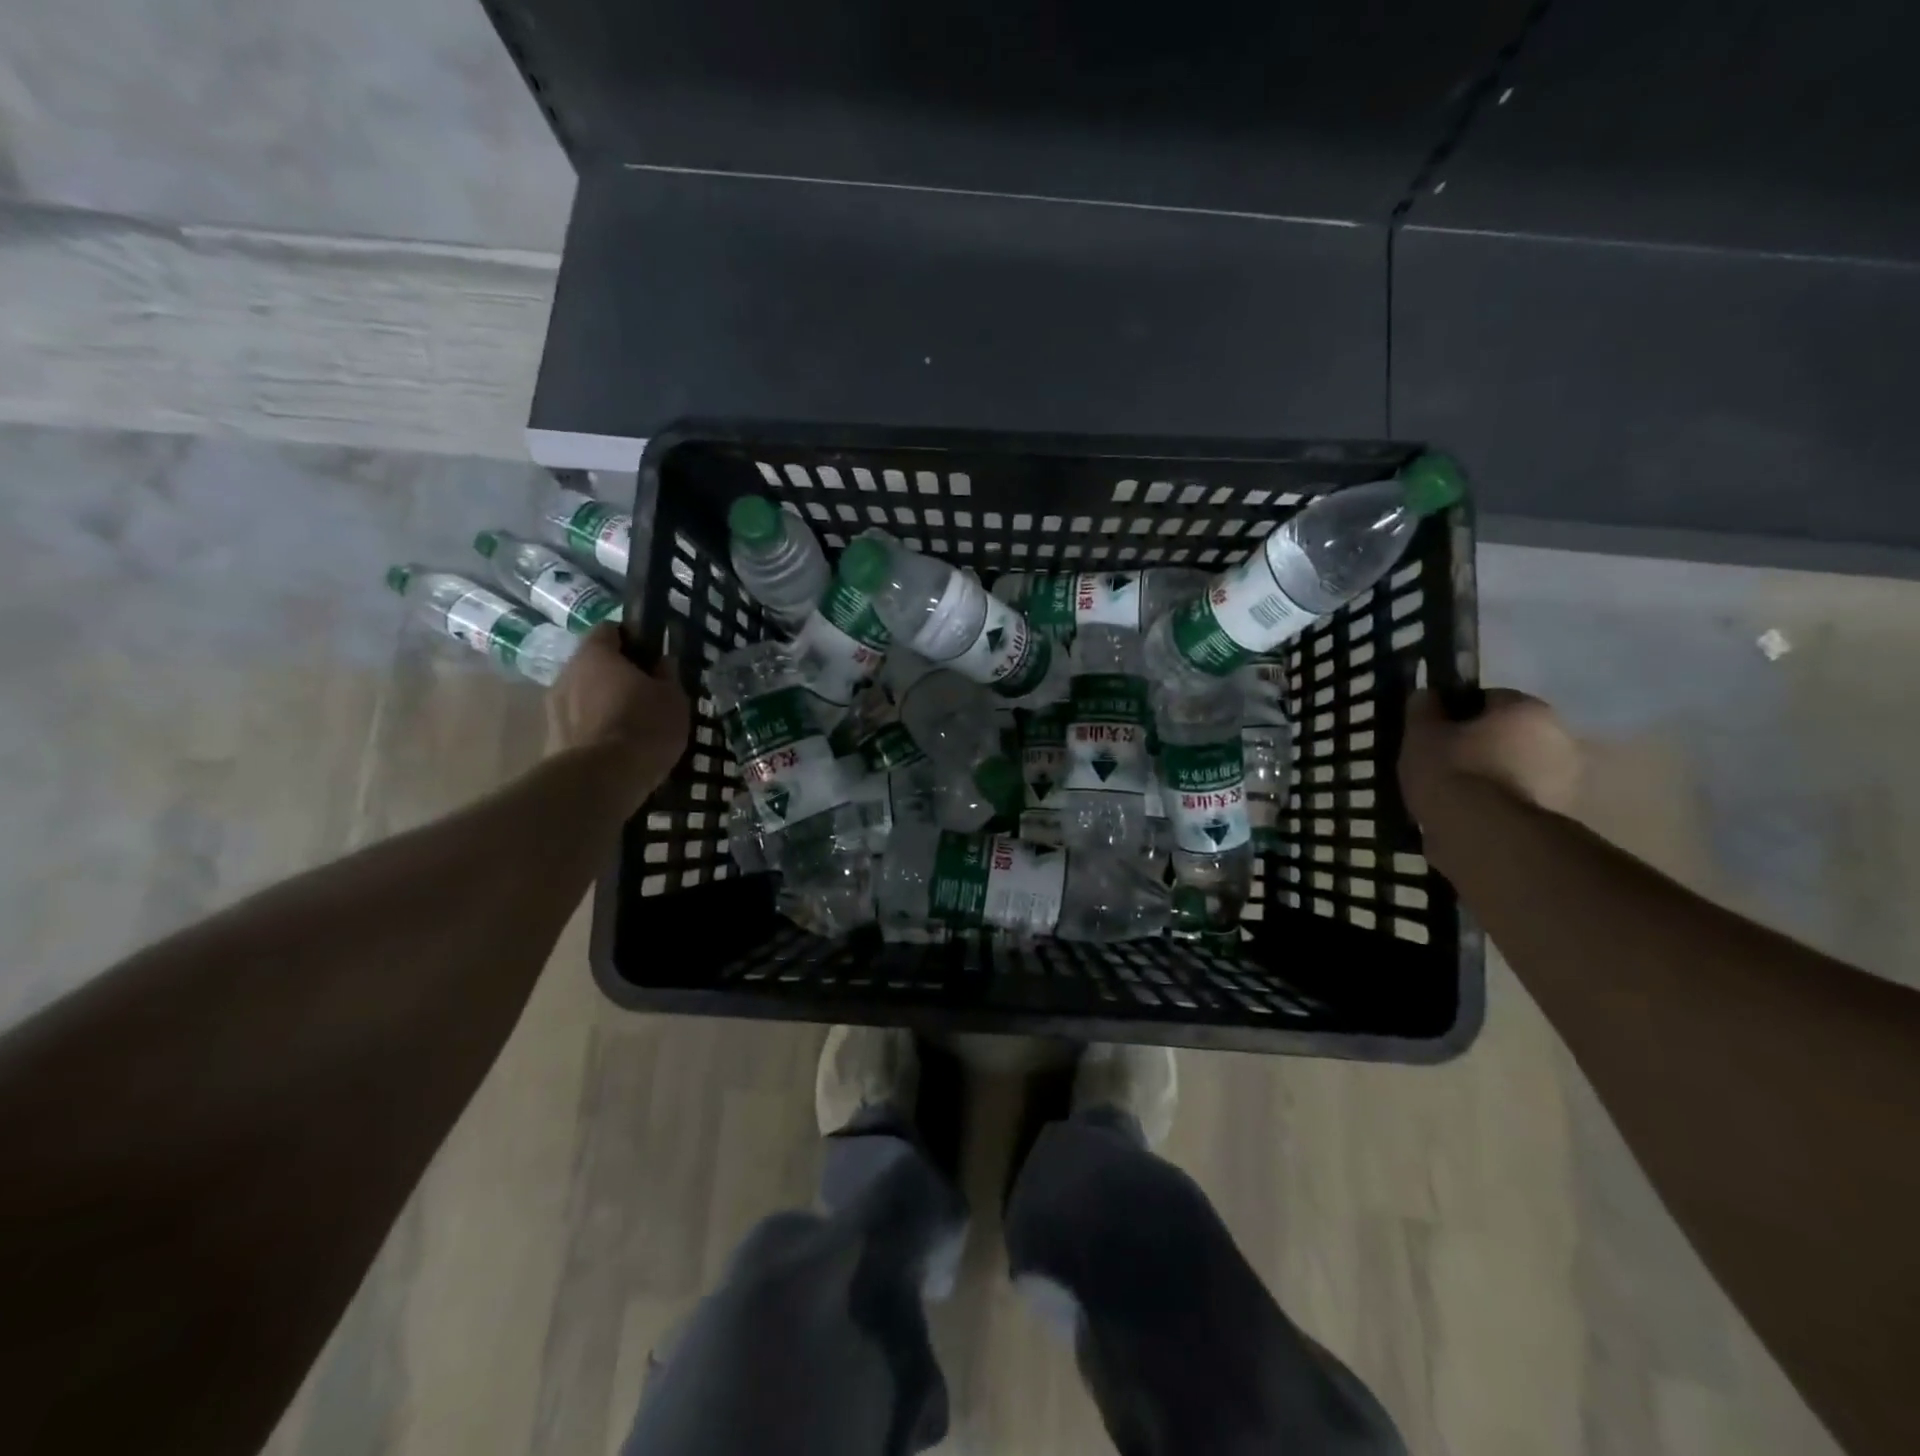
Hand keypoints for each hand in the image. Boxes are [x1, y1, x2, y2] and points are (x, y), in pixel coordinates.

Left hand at [545, 625, 690, 806]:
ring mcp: (553, 709)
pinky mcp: (551, 741)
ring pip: (583, 697)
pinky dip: (595, 732)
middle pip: (593, 665)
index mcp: (595, 654)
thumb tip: (661, 663)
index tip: (652, 657)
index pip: (610, 630)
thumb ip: (666, 675)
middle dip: (616, 676)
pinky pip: (579, 727)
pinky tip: (616, 750)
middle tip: (645, 694)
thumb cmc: (643, 726)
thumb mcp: (673, 697)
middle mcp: (567, 674)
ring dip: (603, 705)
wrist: (601, 780)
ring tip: (631, 726)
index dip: (632, 639)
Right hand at [1399, 688, 1581, 823]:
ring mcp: (1564, 778)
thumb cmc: (1452, 771)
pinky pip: (1517, 798)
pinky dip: (1497, 803)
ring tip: (1451, 794)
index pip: (1488, 698)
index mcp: (1527, 709)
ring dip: (1490, 775)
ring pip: (1514, 767)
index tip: (1434, 732)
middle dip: (1479, 744)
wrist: (1483, 834)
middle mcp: (1558, 737)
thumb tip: (1428, 694)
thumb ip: (1423, 709)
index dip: (1456, 713)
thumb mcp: (1421, 734)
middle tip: (1442, 762)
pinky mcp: (1558, 815)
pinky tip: (1468, 814)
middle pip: (1508, 734)